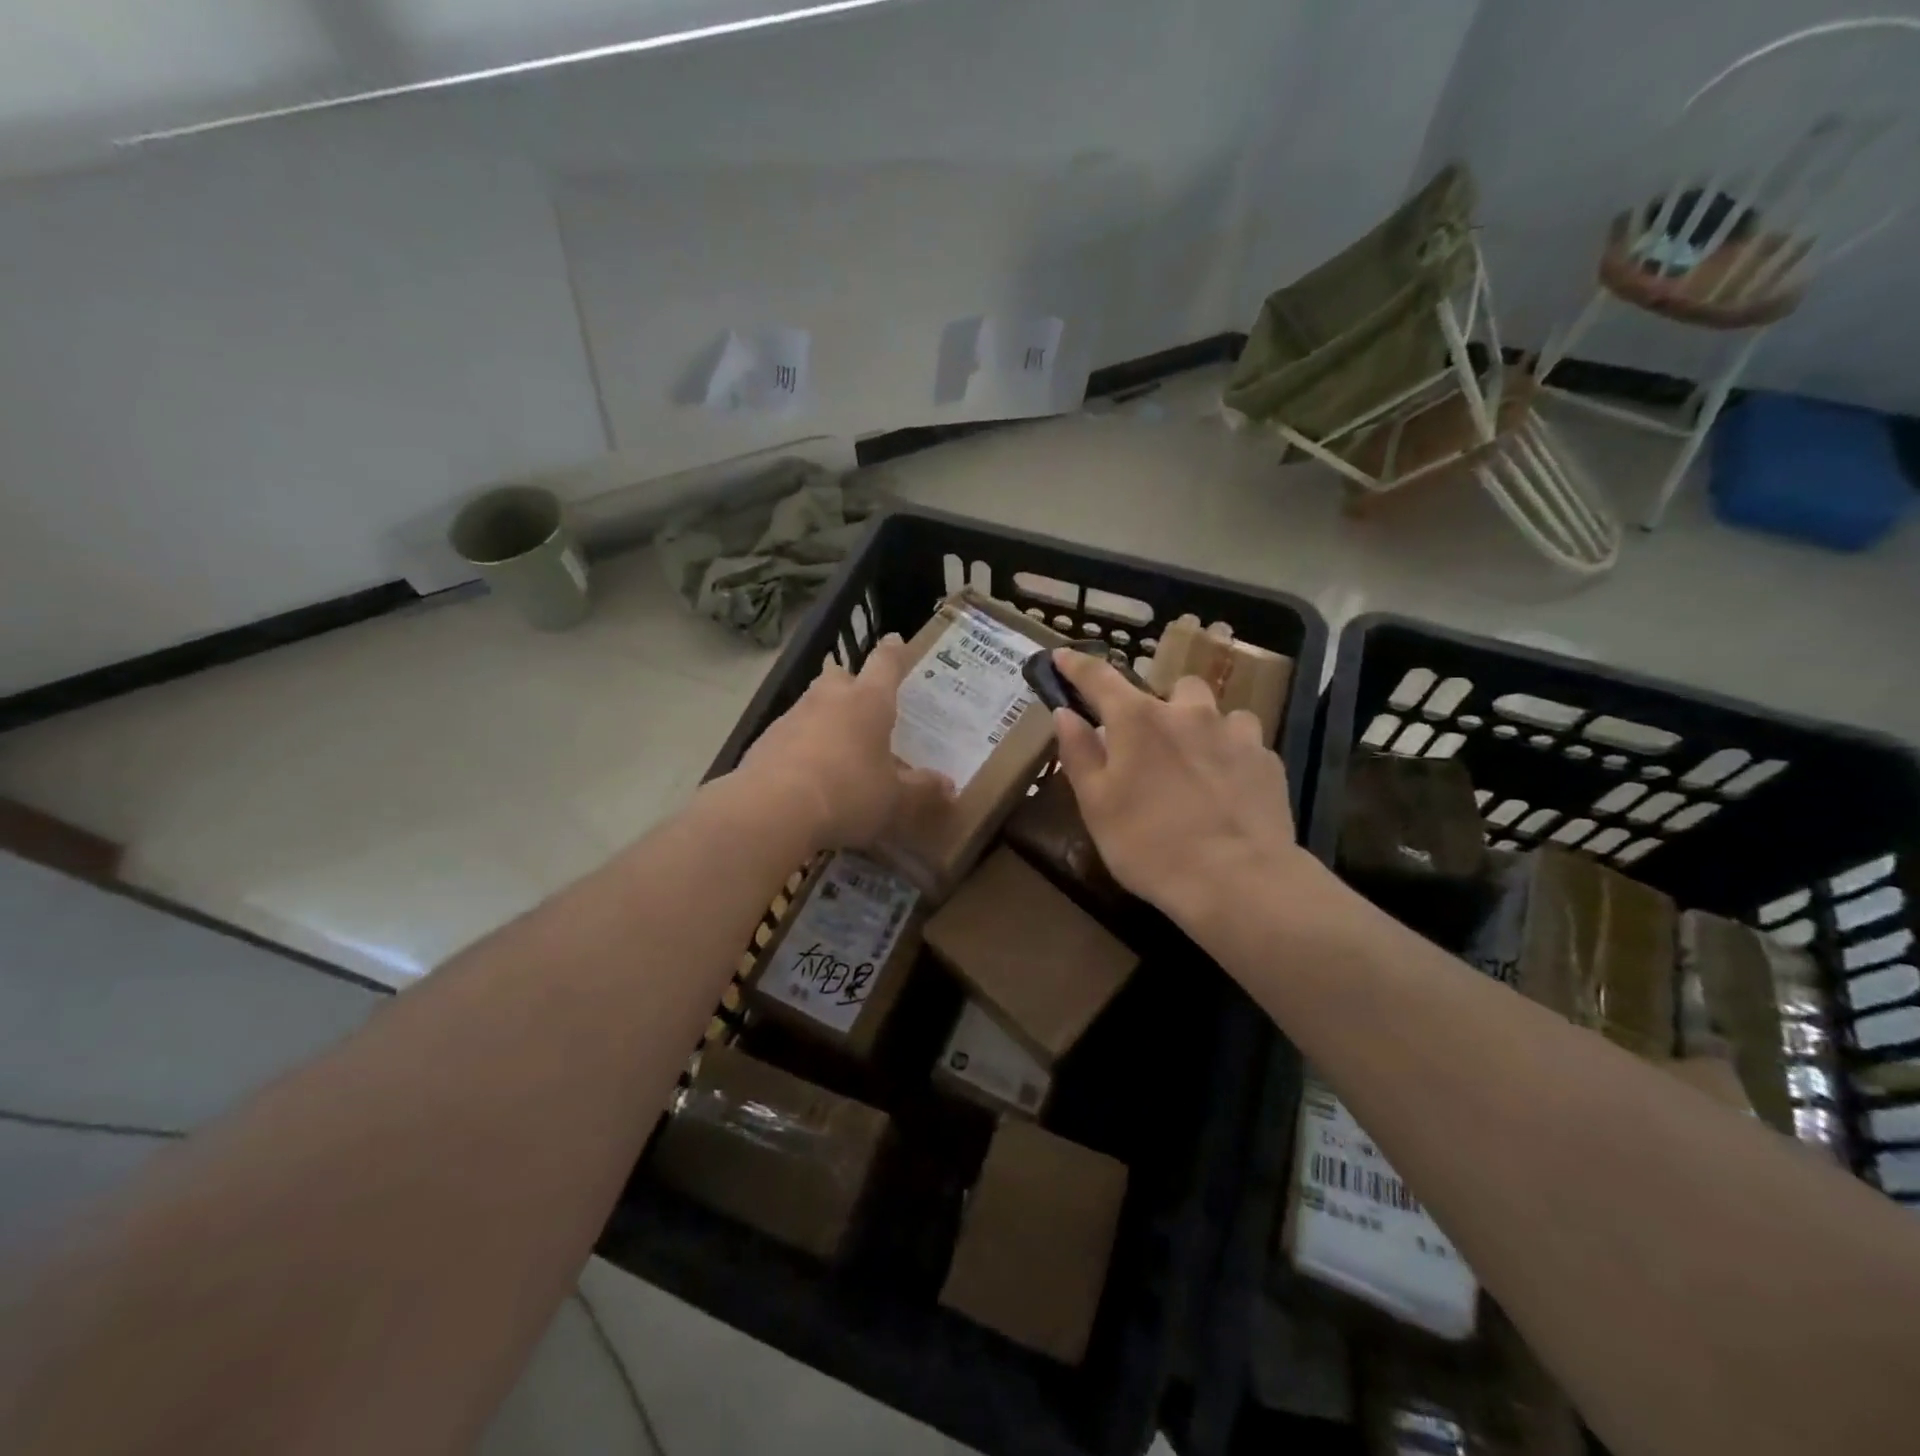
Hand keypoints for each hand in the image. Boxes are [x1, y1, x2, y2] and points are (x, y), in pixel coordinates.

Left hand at [736, 634, 951, 850]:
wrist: (771, 812)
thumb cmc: (848, 795)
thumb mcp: (896, 801)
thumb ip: (922, 791)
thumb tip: (948, 786)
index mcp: (868, 702)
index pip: (885, 663)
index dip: (894, 652)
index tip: (896, 640)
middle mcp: (828, 699)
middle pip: (840, 676)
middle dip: (851, 684)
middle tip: (863, 703)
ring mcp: (791, 718)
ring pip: (812, 705)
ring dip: (824, 718)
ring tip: (838, 748)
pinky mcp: (763, 742)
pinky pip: (789, 736)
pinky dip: (800, 747)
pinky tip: (807, 775)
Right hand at [1051, 648, 1316, 929]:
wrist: (1237, 881)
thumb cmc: (1149, 845)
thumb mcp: (1096, 805)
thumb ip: (1079, 753)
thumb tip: (1065, 714)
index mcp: (1138, 720)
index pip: (1098, 678)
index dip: (1076, 665)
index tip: (1062, 655)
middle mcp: (1188, 712)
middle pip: (1171, 688)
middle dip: (1160, 706)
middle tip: (1151, 744)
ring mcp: (1234, 732)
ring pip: (1216, 712)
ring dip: (1201, 727)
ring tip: (1196, 764)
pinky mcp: (1267, 760)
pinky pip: (1245, 742)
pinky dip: (1231, 754)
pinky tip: (1227, 788)